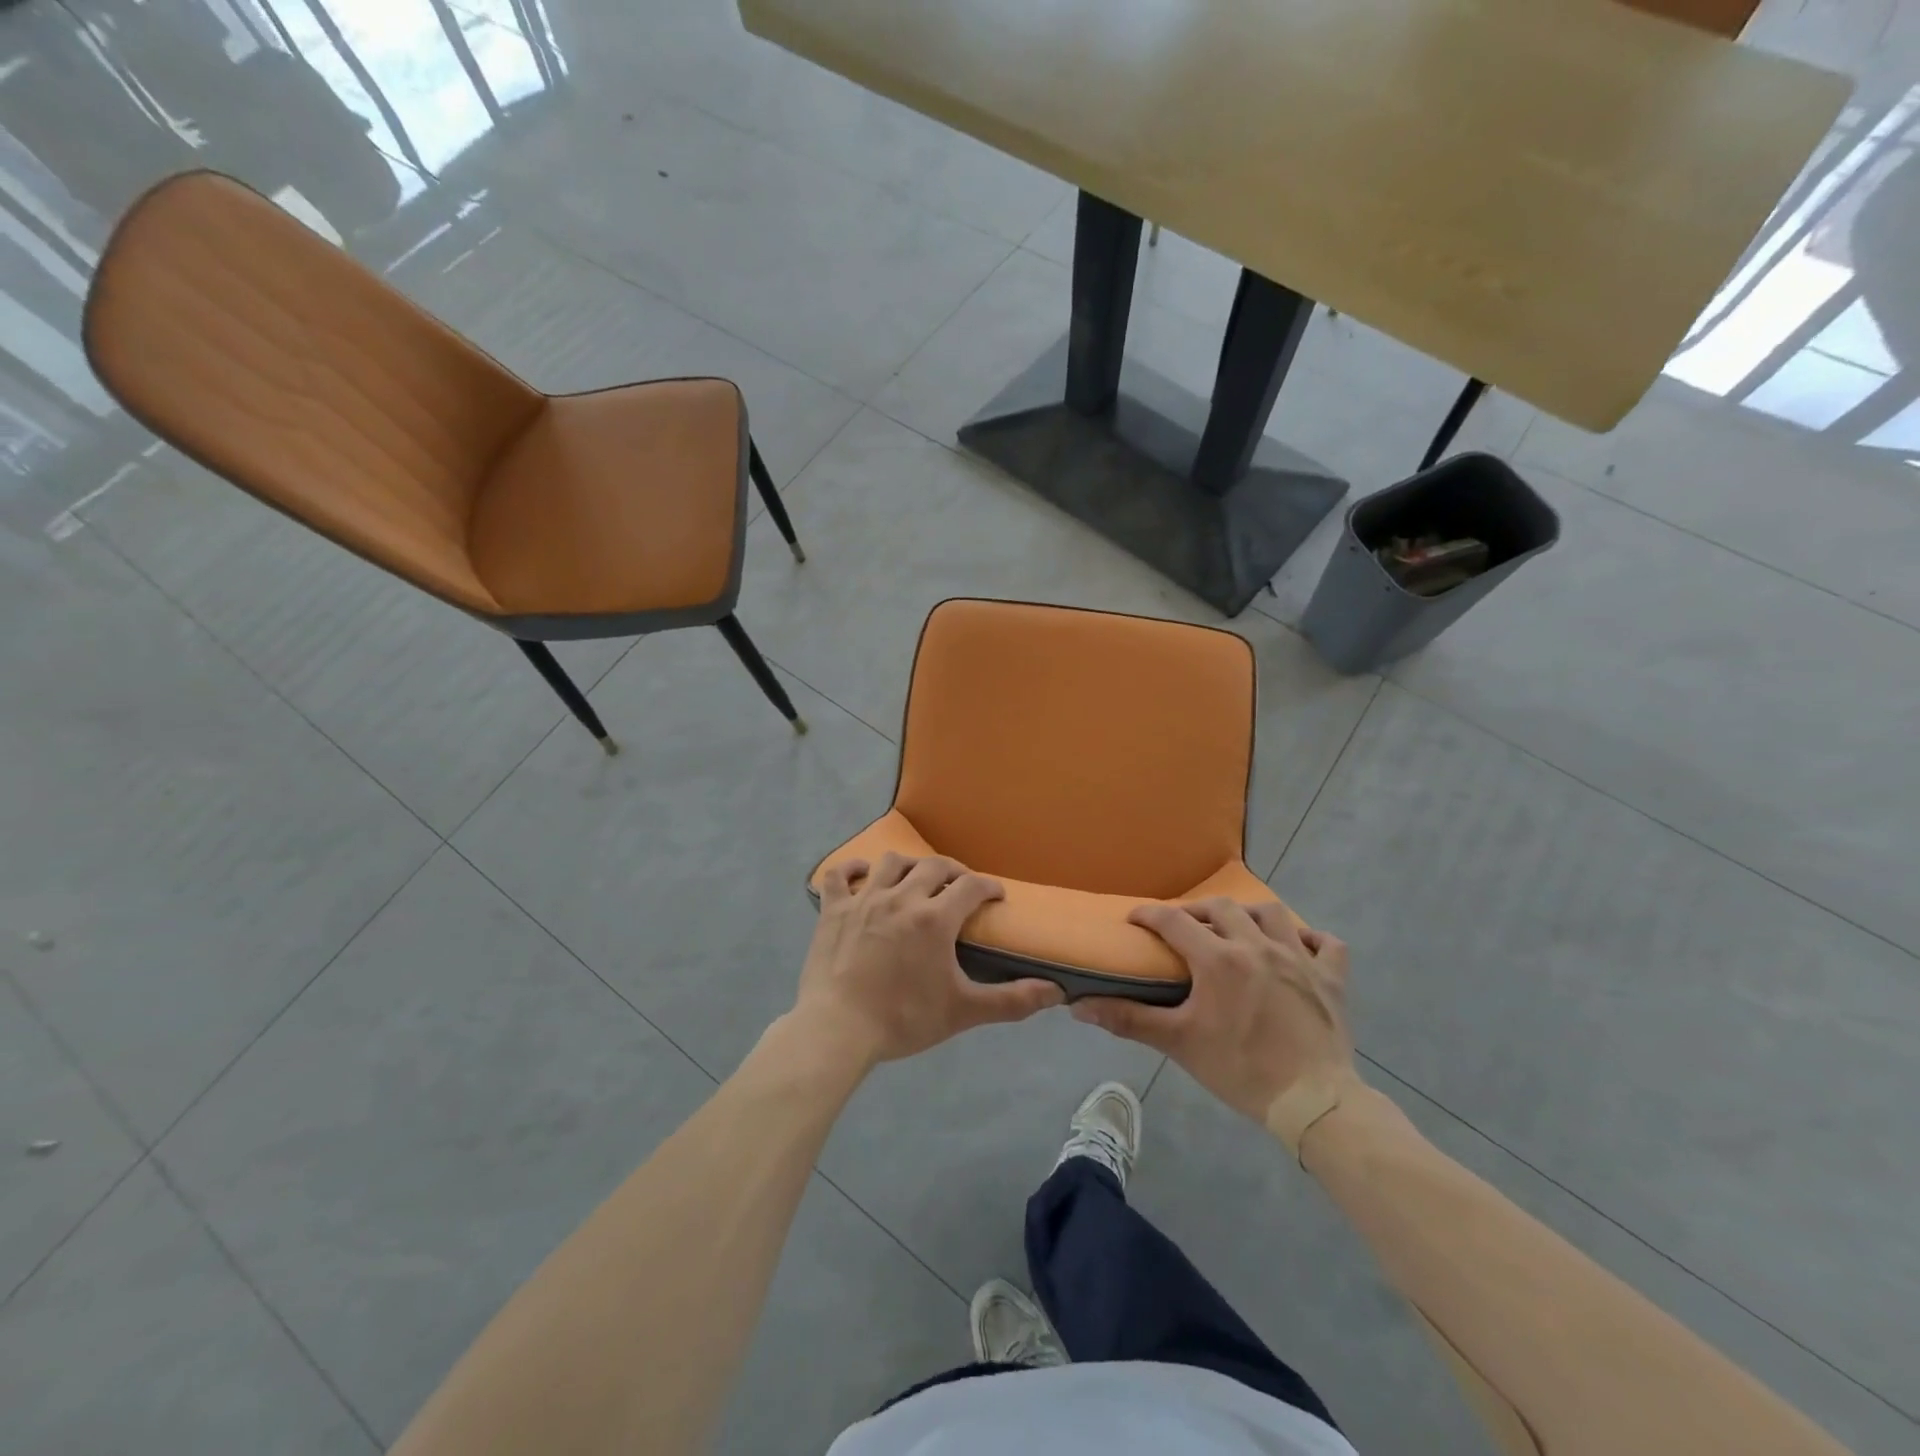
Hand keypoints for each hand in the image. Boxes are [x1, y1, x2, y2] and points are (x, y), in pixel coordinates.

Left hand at [794, 853, 1063, 1067]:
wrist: (838, 1029)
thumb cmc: (903, 1019)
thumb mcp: (963, 1012)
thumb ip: (1011, 1001)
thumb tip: (1056, 992)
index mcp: (935, 918)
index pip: (971, 886)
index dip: (988, 886)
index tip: (996, 895)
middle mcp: (902, 897)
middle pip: (934, 866)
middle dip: (954, 871)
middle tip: (961, 886)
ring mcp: (864, 900)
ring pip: (892, 862)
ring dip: (910, 866)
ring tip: (916, 879)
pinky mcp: (833, 909)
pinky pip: (840, 875)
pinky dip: (852, 869)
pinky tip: (863, 875)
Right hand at [1071, 899, 1357, 1125]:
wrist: (1314, 1103)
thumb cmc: (1240, 1070)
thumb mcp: (1179, 1044)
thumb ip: (1129, 1020)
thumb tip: (1080, 1006)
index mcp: (1218, 959)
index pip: (1174, 920)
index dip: (1149, 914)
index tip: (1135, 919)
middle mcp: (1258, 946)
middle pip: (1222, 908)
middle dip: (1197, 911)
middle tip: (1184, 928)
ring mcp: (1300, 959)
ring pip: (1272, 914)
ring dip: (1249, 915)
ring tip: (1237, 929)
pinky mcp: (1332, 978)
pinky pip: (1326, 944)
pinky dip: (1310, 940)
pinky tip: (1298, 948)